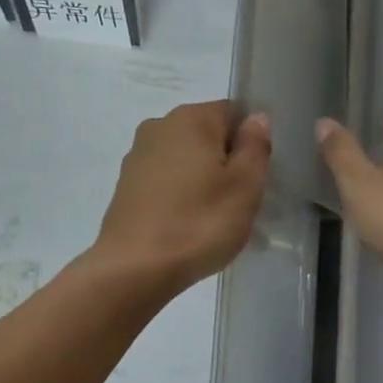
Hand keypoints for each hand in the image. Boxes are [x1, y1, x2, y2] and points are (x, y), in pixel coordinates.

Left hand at [91, 100, 270, 296]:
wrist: (134, 269)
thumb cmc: (199, 223)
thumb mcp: (245, 186)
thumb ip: (255, 146)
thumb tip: (257, 118)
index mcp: (191, 118)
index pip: (234, 113)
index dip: (251, 144)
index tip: (255, 178)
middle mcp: (159, 126)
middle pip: (208, 136)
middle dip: (226, 163)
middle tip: (240, 203)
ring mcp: (137, 156)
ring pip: (186, 160)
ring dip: (204, 181)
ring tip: (214, 220)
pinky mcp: (125, 186)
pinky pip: (166, 181)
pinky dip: (181, 196)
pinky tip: (188, 227)